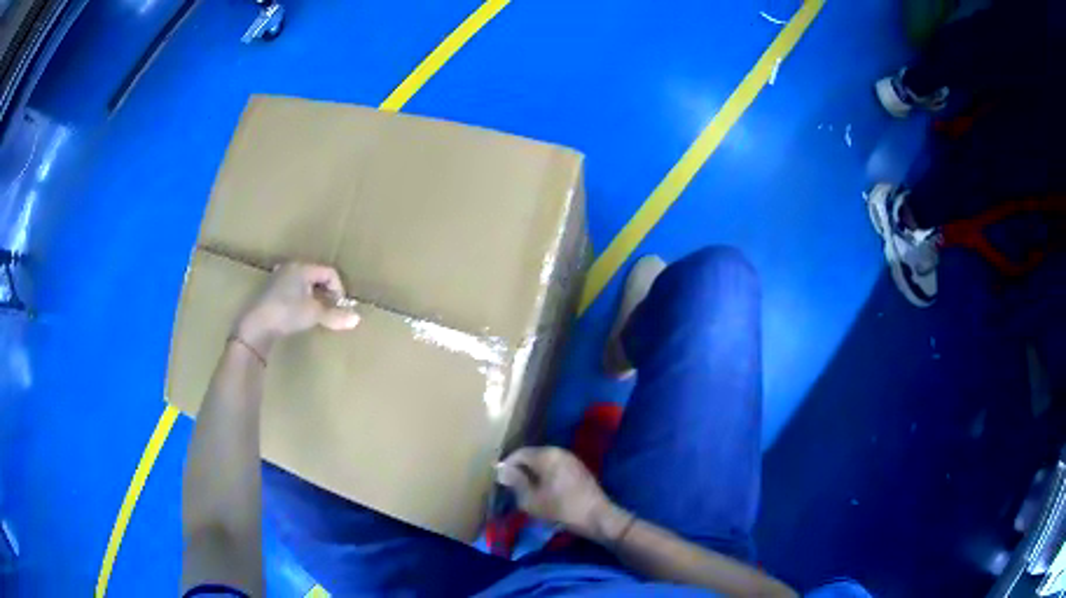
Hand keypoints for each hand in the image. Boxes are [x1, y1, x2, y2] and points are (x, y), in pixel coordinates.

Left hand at [235, 262, 359, 349]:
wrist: (256, 325)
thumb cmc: (286, 313)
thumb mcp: (314, 315)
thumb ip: (335, 315)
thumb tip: (357, 319)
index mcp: (302, 268)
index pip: (329, 272)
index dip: (339, 289)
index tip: (339, 307)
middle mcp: (290, 267)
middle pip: (316, 276)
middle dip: (326, 292)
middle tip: (329, 309)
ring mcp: (278, 278)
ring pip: (303, 283)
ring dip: (313, 296)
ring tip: (315, 312)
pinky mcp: (270, 290)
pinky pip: (292, 289)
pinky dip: (300, 299)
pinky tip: (298, 313)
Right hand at [497, 446, 626, 540]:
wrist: (597, 517)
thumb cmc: (561, 508)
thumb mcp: (531, 500)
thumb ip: (515, 483)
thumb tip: (501, 470)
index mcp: (546, 455)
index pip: (519, 454)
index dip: (506, 466)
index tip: (499, 481)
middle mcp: (559, 451)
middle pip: (532, 456)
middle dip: (520, 470)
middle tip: (511, 487)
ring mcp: (571, 459)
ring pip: (544, 463)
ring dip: (533, 474)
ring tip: (525, 491)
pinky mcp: (579, 469)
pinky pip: (556, 468)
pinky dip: (546, 477)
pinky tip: (543, 491)